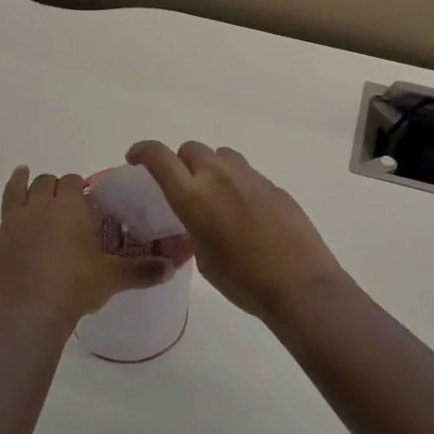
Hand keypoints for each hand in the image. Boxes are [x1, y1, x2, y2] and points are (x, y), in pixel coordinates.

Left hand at [0, 166, 172, 327]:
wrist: (29, 315)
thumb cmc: (75, 288)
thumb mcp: (114, 279)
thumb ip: (143, 270)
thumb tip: (171, 267)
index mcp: (67, 208)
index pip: (71, 182)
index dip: (75, 184)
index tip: (80, 192)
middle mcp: (36, 208)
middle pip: (42, 183)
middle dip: (49, 184)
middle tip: (56, 193)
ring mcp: (8, 225)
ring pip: (11, 194)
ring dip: (17, 183)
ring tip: (20, 174)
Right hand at [125, 142, 347, 322]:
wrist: (298, 283)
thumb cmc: (243, 281)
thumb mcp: (205, 259)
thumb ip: (196, 228)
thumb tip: (202, 221)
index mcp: (193, 196)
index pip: (159, 157)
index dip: (143, 151)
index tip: (135, 158)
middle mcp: (218, 176)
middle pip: (191, 149)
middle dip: (180, 162)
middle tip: (182, 185)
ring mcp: (249, 176)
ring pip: (220, 155)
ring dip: (210, 167)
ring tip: (215, 194)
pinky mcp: (272, 184)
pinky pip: (245, 172)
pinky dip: (236, 183)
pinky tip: (245, 211)